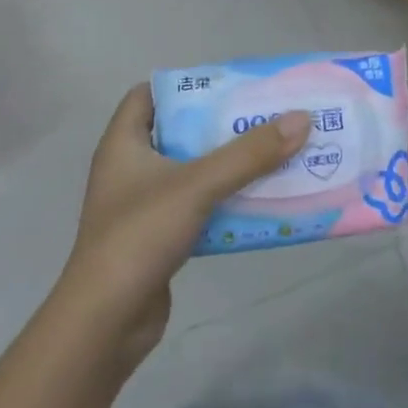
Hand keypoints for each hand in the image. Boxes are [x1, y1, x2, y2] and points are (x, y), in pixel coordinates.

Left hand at [58, 85, 308, 363]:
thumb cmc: (140, 236)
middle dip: (222, 125)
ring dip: (231, 164)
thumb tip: (301, 118)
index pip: (148, 95)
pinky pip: (200, 206)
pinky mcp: (160, 237)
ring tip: (275, 152)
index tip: (228, 85)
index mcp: (123, 144)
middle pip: (180, 132)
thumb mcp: (197, 185)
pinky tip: (262, 199)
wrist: (106, 323)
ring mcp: (144, 205)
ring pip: (194, 171)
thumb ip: (249, 154)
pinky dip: (228, 199)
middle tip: (266, 116)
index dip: (185, 84)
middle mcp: (131, 169)